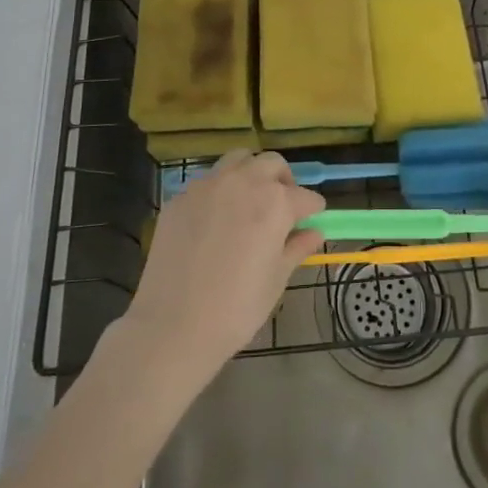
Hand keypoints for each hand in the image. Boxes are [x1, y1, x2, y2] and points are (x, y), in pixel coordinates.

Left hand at [121, 151, 325, 374]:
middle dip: (283, 181)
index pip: (305, 197)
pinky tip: (215, 220)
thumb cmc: (236, 308)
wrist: (173, 326)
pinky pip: (207, 182)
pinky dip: (220, 191)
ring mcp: (207, 186)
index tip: (312, 220)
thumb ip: (297, 247)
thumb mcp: (276, 279)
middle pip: (272, 164)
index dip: (312, 210)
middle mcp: (243, 182)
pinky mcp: (180, 198)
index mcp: (274, 202)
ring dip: (250, 173)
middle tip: (282, 207)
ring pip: (237, 160)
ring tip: (249, 201)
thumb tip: (314, 233)